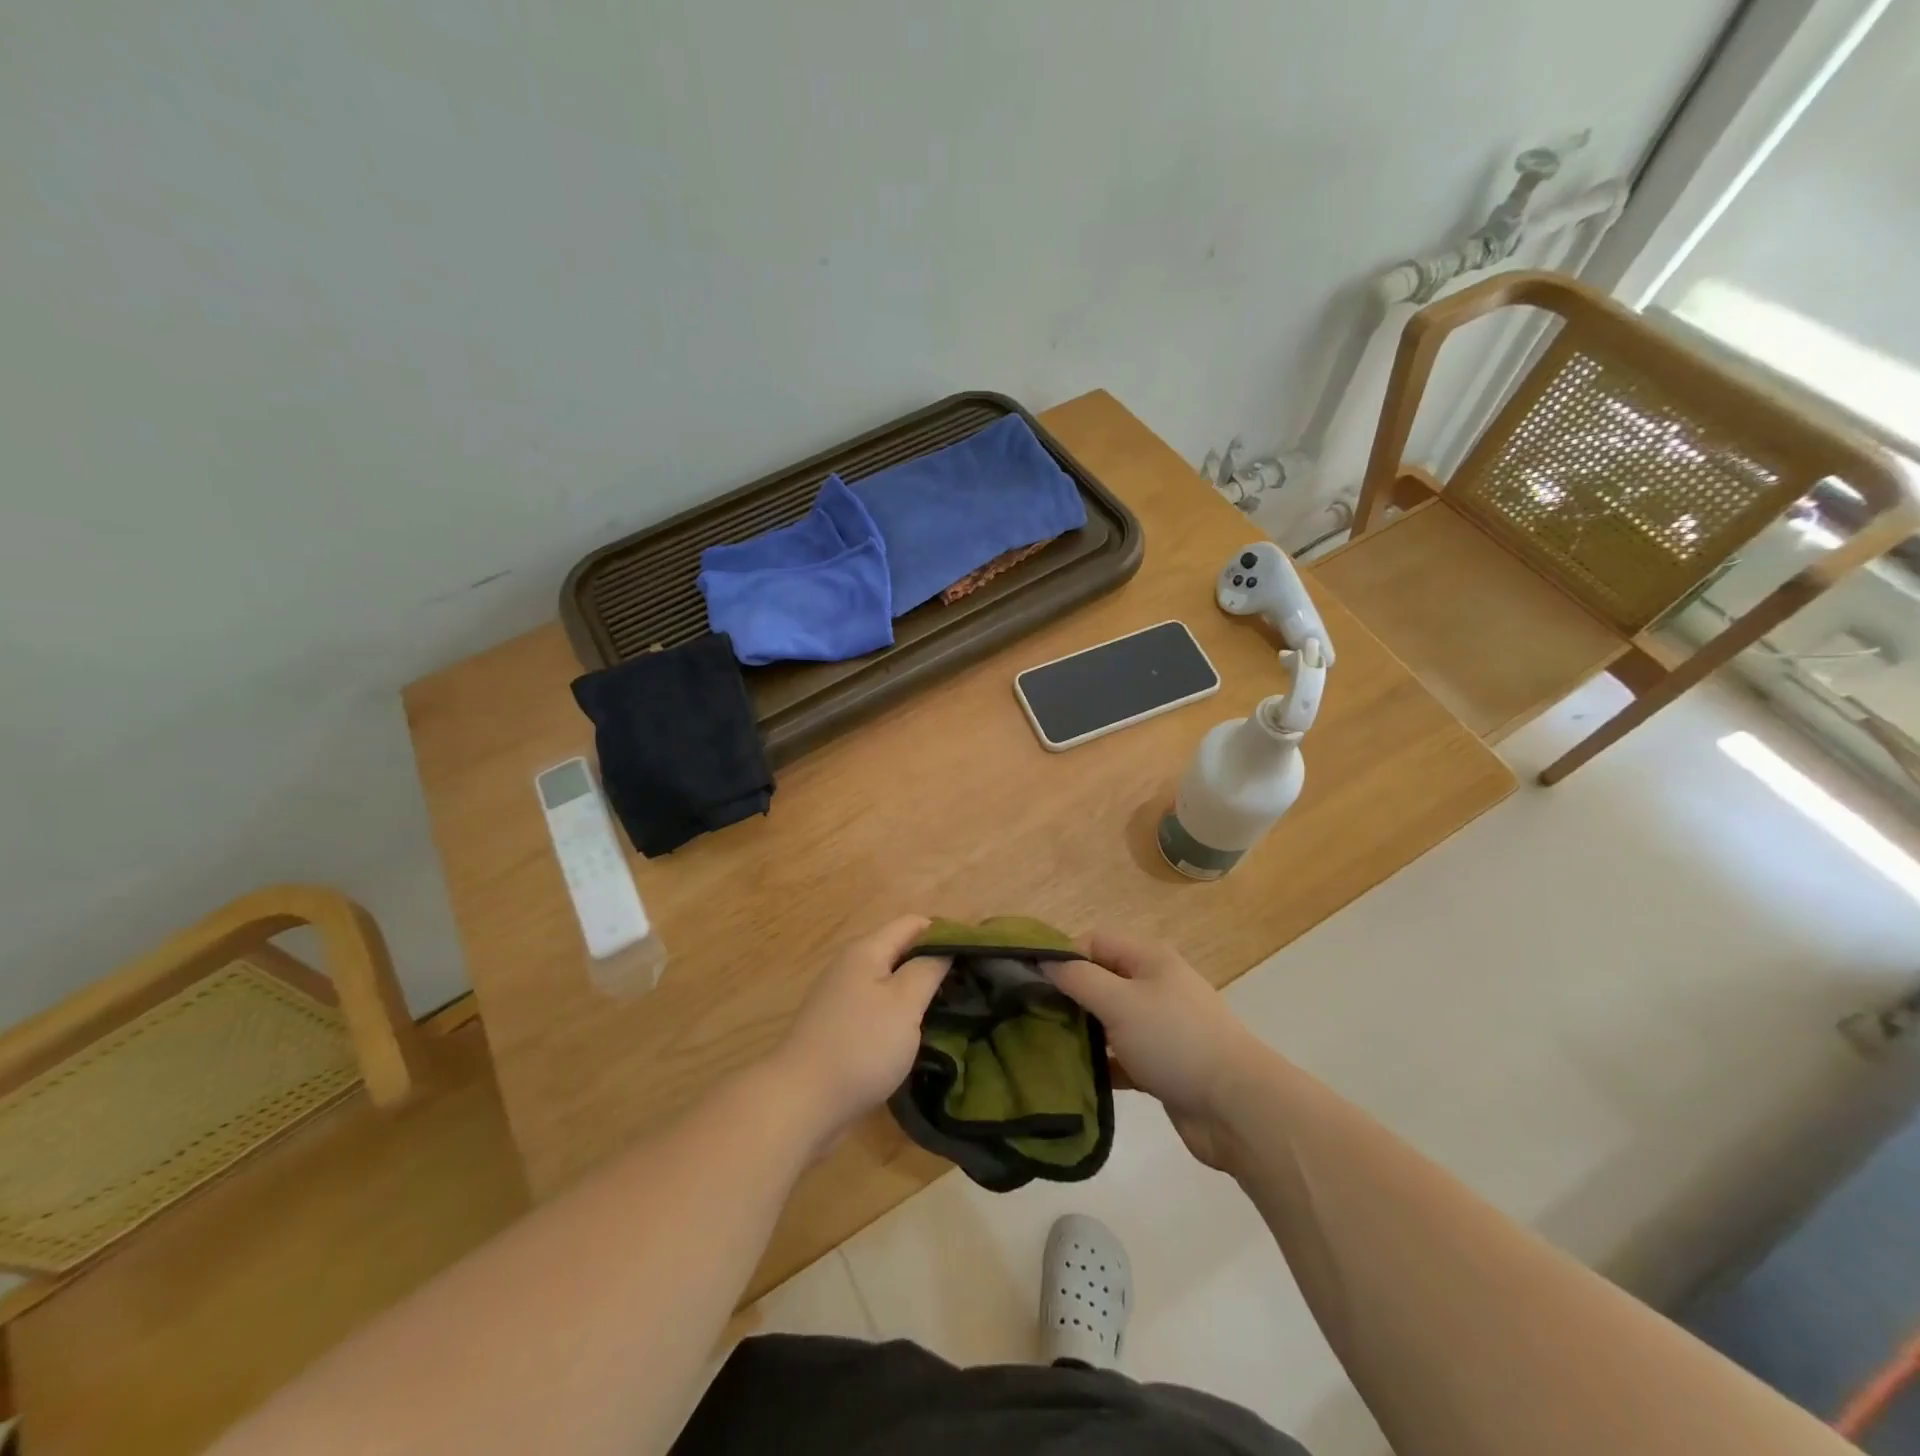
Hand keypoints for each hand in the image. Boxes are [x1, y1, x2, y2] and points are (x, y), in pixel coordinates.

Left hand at [774, 915, 948, 1151]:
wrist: (802, 1102)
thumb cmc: (860, 1045)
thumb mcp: (904, 1003)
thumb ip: (928, 969)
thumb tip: (946, 948)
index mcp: (866, 951)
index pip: (913, 924)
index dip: (946, 932)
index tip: (976, 955)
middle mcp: (851, 967)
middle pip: (901, 951)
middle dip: (934, 963)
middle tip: (971, 985)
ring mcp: (842, 999)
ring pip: (890, 983)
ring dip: (918, 992)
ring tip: (952, 1010)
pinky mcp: (839, 1029)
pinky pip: (878, 1010)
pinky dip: (900, 1015)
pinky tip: (918, 1035)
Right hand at [1047, 930, 1267, 1169]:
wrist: (1237, 1108)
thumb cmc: (1175, 1040)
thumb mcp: (1119, 1002)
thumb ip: (1077, 978)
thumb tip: (1042, 958)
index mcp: (1148, 960)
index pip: (1095, 941)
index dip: (1064, 956)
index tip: (1034, 984)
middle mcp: (1155, 986)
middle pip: (1100, 980)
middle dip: (1069, 995)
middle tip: (1032, 1017)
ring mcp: (1160, 1028)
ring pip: (1109, 1020)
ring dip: (1082, 1032)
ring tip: (1044, 1047)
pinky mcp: (1162, 1066)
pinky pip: (1121, 1056)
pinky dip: (1101, 1063)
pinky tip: (1075, 1078)